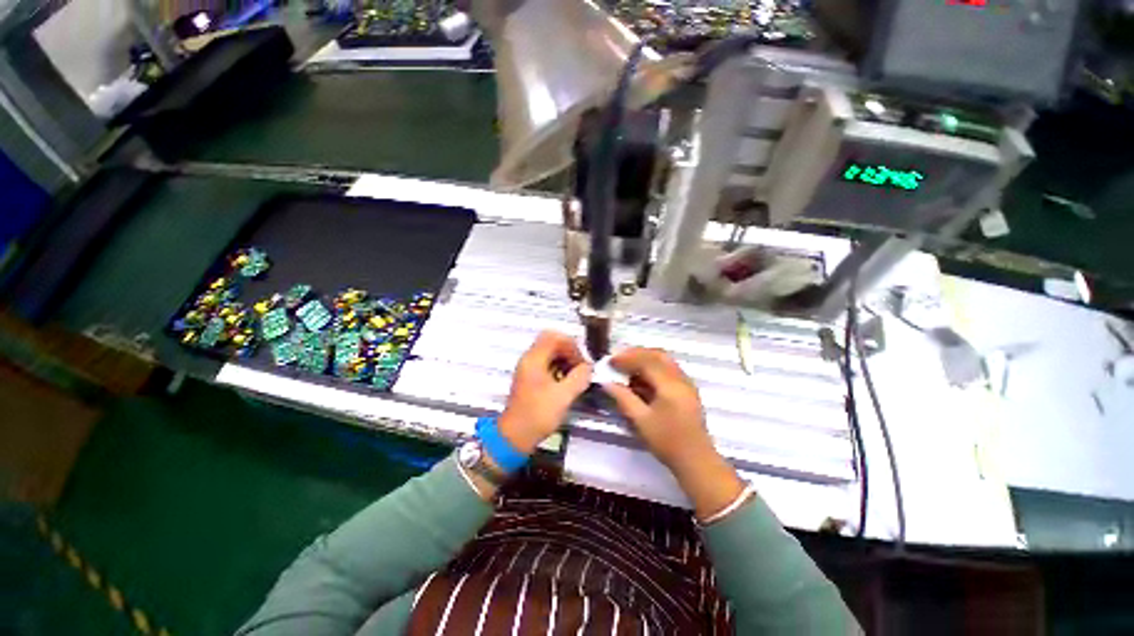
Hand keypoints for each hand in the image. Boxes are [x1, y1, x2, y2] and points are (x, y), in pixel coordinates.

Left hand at [499, 331, 592, 454]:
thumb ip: (579, 377)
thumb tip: (589, 367)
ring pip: (549, 353)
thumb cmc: (538, 415)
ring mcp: (528, 368)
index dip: (571, 346)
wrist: (515, 436)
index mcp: (534, 359)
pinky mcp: (530, 378)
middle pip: (551, 342)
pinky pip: (546, 363)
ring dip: (564, 359)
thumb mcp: (563, 396)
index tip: (581, 362)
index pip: (554, 337)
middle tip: (580, 367)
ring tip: (576, 375)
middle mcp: (529, 359)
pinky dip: (558, 367)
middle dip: (569, 351)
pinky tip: (566, 382)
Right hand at [600, 348, 711, 471]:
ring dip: (645, 360)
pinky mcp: (687, 390)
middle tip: (618, 360)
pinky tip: (641, 379)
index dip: (627, 358)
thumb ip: (623, 398)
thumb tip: (607, 383)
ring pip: (664, 361)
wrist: (696, 461)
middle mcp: (680, 379)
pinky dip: (653, 368)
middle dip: (636, 354)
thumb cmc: (667, 441)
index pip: (646, 361)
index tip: (610, 362)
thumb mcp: (641, 420)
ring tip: (627, 368)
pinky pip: (668, 370)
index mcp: (670, 385)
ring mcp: (686, 383)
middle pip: (657, 355)